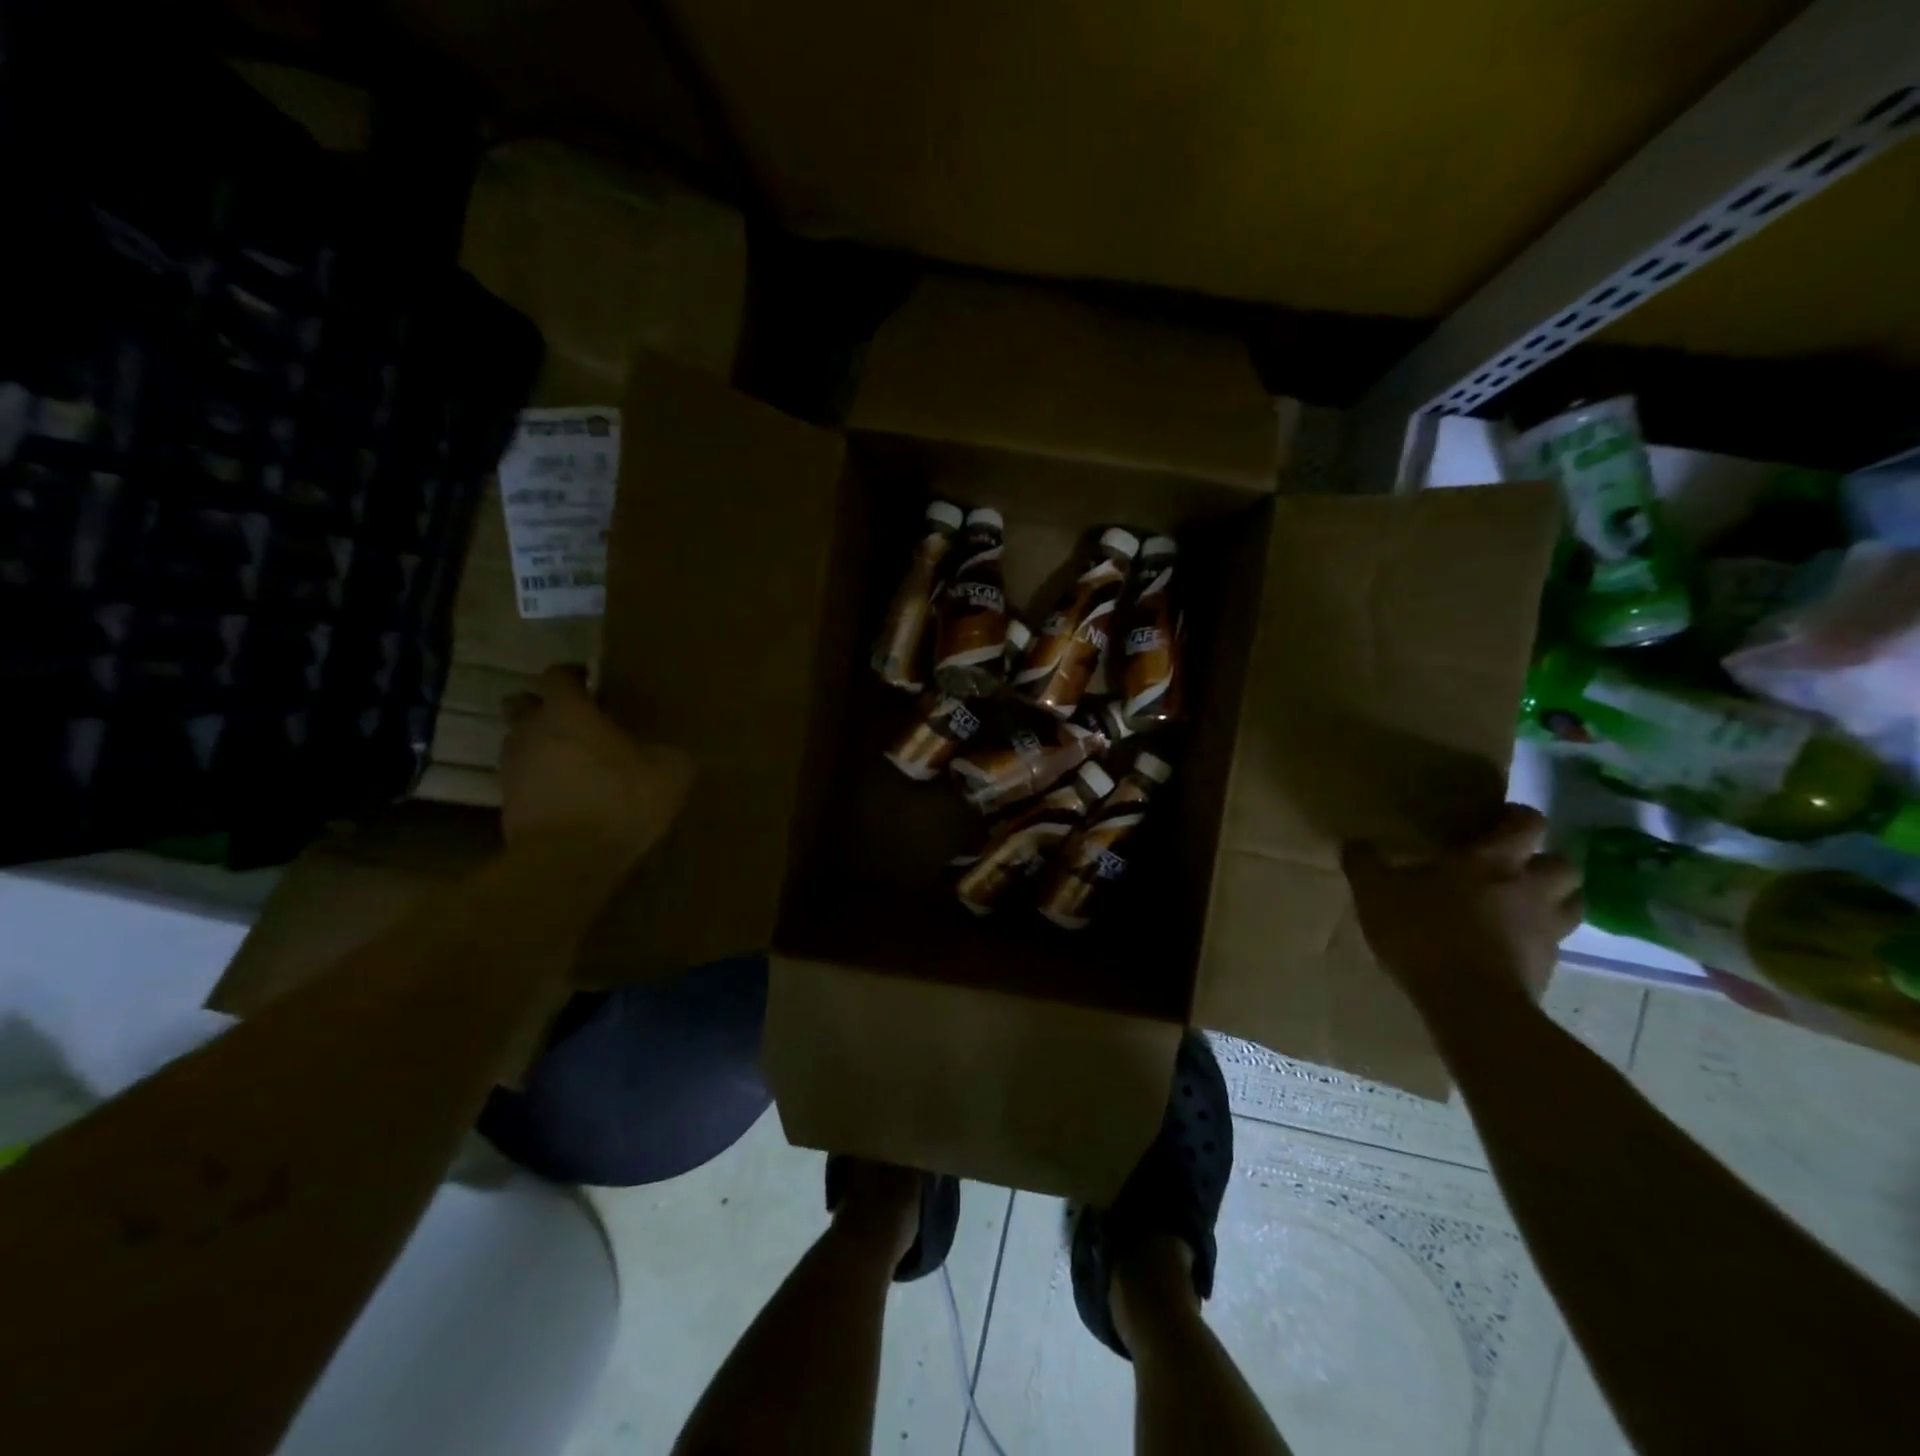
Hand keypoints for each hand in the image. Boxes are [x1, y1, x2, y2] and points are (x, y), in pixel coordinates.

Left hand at [500, 665, 692, 867]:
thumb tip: (668, 751)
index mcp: (567, 711)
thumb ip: (667, 752)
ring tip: (578, 763)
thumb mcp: (669, 772)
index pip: (556, 675)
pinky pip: (525, 780)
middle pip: (524, 705)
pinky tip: (572, 796)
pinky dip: (543, 782)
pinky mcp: (507, 804)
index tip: (593, 684)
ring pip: (522, 744)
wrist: (567, 860)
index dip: (573, 676)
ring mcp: (513, 768)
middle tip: (578, 721)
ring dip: (544, 747)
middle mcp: (530, 731)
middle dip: (545, 707)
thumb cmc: (619, 800)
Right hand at [1342, 804, 1580, 1013]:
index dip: (1517, 817)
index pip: (1527, 823)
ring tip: (1521, 905)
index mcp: (1493, 861)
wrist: (1468, 1003)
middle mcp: (1530, 888)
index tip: (1496, 821)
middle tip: (1513, 867)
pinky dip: (1538, 939)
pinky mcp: (1549, 968)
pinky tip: (1509, 946)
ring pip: (1571, 903)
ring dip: (1553, 899)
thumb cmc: (1423, 933)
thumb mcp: (1375, 893)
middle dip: (1543, 861)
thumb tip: (1355, 843)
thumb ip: (1365, 863)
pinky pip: (1554, 943)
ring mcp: (1546, 930)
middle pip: (1563, 863)